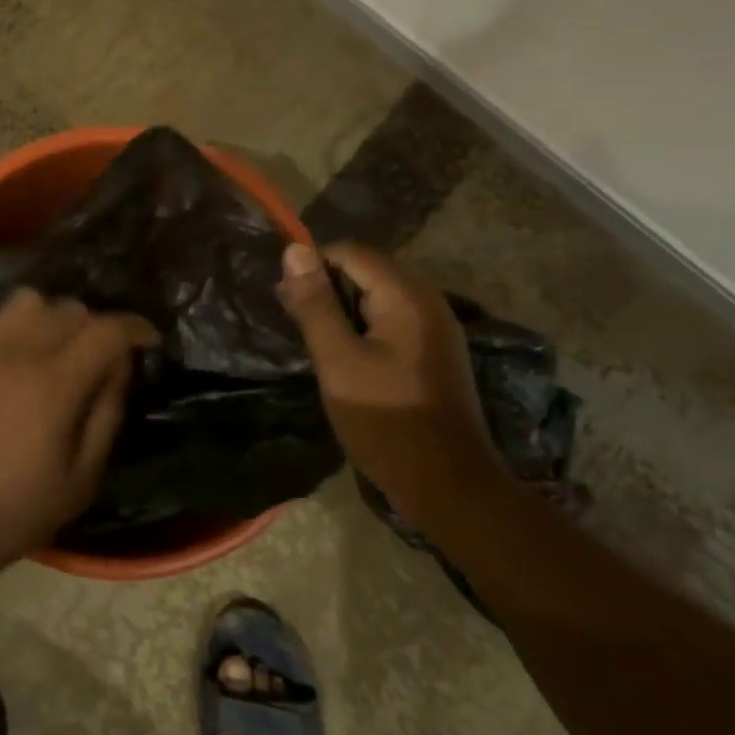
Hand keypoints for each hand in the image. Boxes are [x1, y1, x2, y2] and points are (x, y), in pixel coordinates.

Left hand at [0, 289, 158, 582]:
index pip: (106, 330)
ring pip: (33, 302)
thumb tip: (121, 367)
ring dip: (56, 318)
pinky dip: (21, 324)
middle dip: (98, 327)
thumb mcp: (79, 482)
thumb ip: (107, 415)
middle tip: (102, 358)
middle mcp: (18, 352)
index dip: (135, 328)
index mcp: (54, 386)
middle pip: (72, 308)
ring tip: (59, 351)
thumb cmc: (10, 514)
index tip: (148, 341)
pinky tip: (20, 356)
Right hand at [276, 241, 503, 512]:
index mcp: (406, 295)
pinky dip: (365, 327)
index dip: (313, 265)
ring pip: (379, 296)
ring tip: (316, 340)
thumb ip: (314, 303)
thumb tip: (293, 249)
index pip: (351, 252)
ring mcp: (437, 327)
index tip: (286, 298)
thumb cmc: (385, 420)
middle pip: (367, 270)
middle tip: (296, 321)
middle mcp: (428, 300)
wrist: (449, 485)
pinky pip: (393, 320)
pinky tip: (348, 357)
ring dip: (344, 309)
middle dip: (328, 287)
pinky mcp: (437, 351)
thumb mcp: (338, 359)